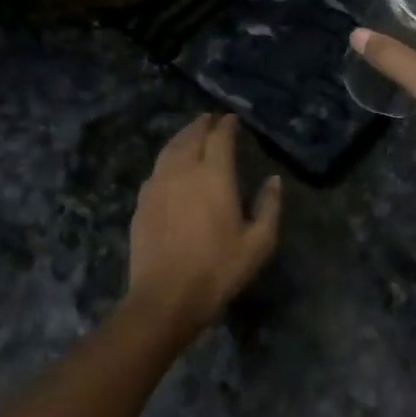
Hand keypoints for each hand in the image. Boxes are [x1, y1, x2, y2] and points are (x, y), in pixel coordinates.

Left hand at [127, 114, 281, 339]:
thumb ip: (269, 206)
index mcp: (214, 176)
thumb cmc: (219, 269)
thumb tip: (274, 179)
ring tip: (190, 133)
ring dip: (181, 137)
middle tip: (210, 118)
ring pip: (169, 150)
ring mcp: (157, 186)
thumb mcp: (259, 242)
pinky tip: (169, 166)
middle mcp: (183, 172)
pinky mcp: (141, 204)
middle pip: (190, 137)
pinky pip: (155, 170)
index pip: (220, 138)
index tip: (232, 119)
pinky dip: (166, 159)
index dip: (227, 125)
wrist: (166, 297)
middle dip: (201, 125)